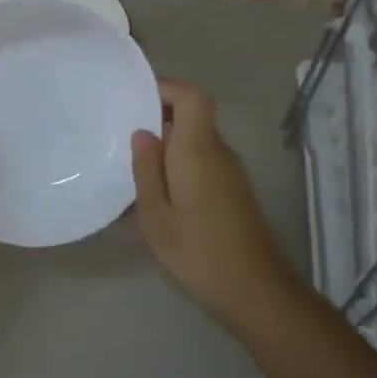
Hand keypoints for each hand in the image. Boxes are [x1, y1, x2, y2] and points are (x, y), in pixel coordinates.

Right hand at [131, 80, 304, 340]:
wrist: (254, 289)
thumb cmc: (198, 251)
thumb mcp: (155, 215)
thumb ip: (146, 169)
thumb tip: (143, 133)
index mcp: (198, 150)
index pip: (193, 97)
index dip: (167, 88)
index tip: (136, 99)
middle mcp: (218, 152)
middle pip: (193, 115)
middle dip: (158, 116)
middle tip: (122, 134)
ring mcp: (230, 171)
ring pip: (196, 139)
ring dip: (167, 143)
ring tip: (132, 164)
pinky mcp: (233, 189)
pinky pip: (202, 159)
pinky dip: (178, 163)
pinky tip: (156, 191)